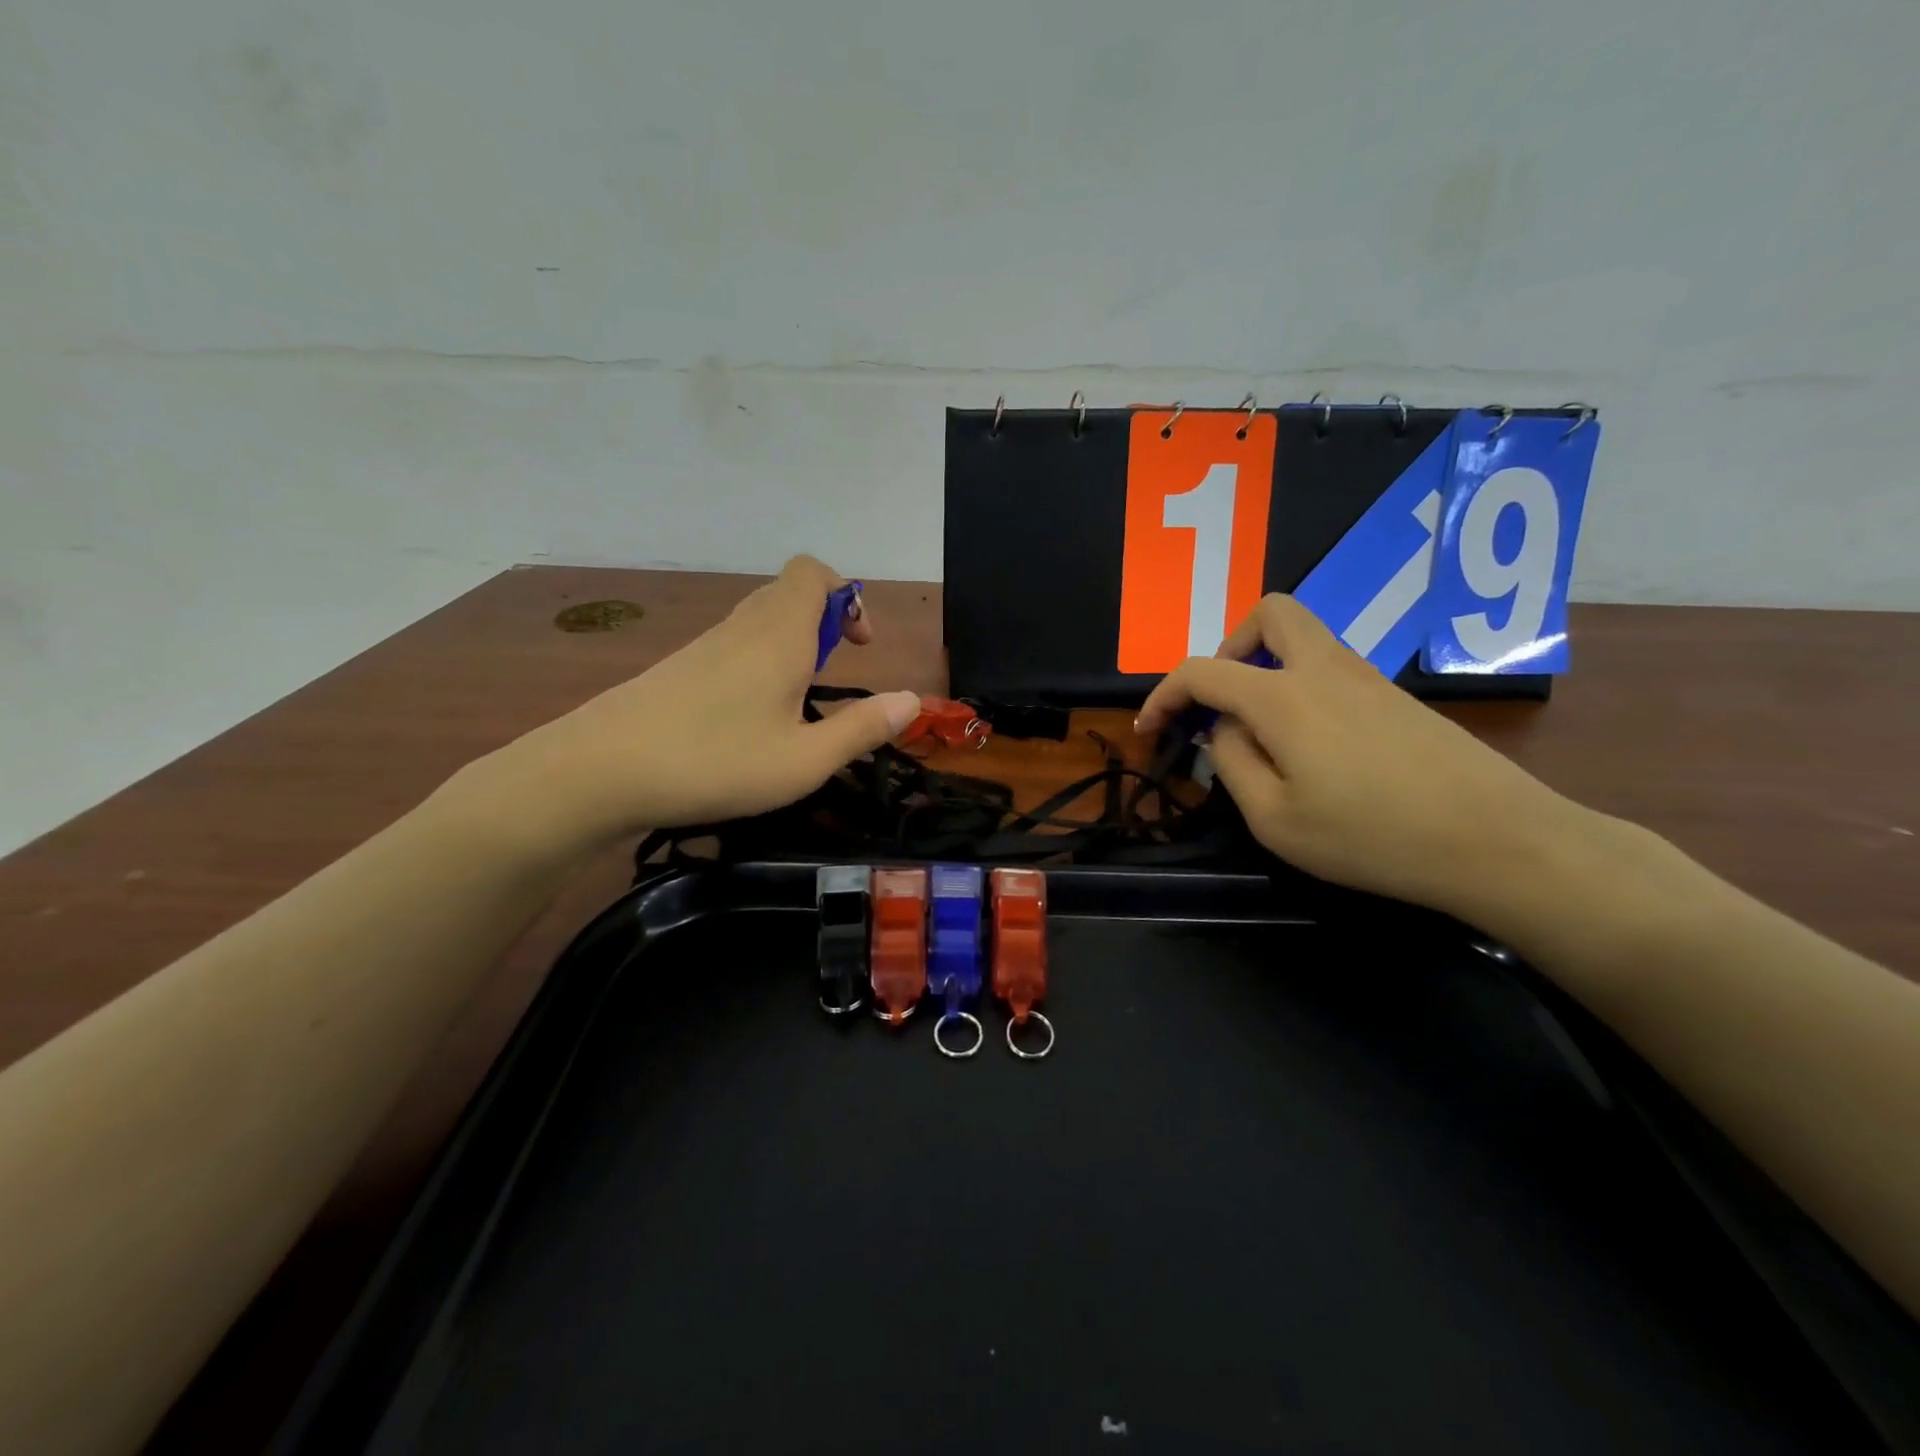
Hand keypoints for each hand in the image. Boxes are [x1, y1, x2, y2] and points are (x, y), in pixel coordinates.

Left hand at [478, 556, 919, 849]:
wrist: (600, 771)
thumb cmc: (716, 762)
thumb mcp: (805, 760)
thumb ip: (863, 728)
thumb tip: (912, 700)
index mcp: (780, 635)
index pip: (814, 573)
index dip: (847, 596)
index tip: (860, 646)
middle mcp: (744, 627)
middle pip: (790, 591)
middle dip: (824, 621)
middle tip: (832, 675)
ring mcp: (706, 645)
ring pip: (760, 618)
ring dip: (792, 644)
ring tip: (797, 703)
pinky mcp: (680, 668)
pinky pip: (734, 643)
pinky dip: (759, 662)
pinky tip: (751, 717)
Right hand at [1135, 595, 1578, 915]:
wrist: (1498, 840)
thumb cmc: (1372, 837)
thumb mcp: (1275, 820)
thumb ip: (1233, 763)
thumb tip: (1225, 730)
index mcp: (1283, 697)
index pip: (1202, 671)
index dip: (1164, 694)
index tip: (1148, 729)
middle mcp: (1324, 669)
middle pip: (1269, 612)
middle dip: (1228, 645)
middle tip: (1221, 701)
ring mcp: (1367, 677)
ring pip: (1304, 635)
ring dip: (1266, 664)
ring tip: (1260, 730)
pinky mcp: (1396, 696)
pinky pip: (1331, 665)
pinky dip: (1300, 684)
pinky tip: (1310, 744)